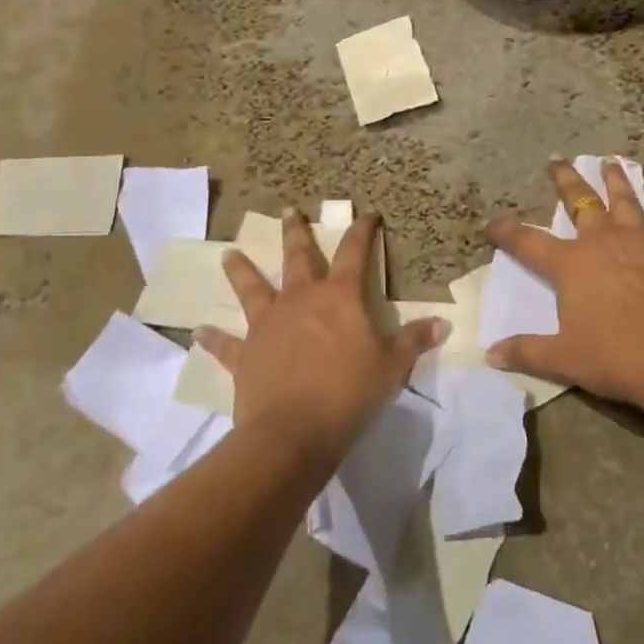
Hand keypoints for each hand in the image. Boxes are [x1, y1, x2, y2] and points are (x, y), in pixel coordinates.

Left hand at [196, 210, 441, 462]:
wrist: (293, 433)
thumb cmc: (350, 393)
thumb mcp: (392, 366)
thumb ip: (415, 341)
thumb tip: (443, 324)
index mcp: (339, 297)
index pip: (354, 253)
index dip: (362, 231)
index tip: (367, 214)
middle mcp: (300, 301)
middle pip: (297, 258)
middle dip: (296, 233)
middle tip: (289, 210)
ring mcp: (268, 326)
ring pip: (253, 289)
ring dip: (242, 270)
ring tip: (230, 253)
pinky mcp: (245, 356)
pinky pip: (226, 345)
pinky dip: (213, 338)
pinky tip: (199, 330)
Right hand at [485, 160, 643, 419]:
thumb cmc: (619, 355)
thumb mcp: (566, 359)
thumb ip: (528, 352)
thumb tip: (491, 354)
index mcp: (571, 264)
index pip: (529, 242)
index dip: (507, 232)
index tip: (493, 223)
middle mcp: (603, 242)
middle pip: (580, 202)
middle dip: (565, 180)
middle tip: (557, 160)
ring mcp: (640, 241)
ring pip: (624, 200)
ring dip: (615, 180)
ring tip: (611, 162)